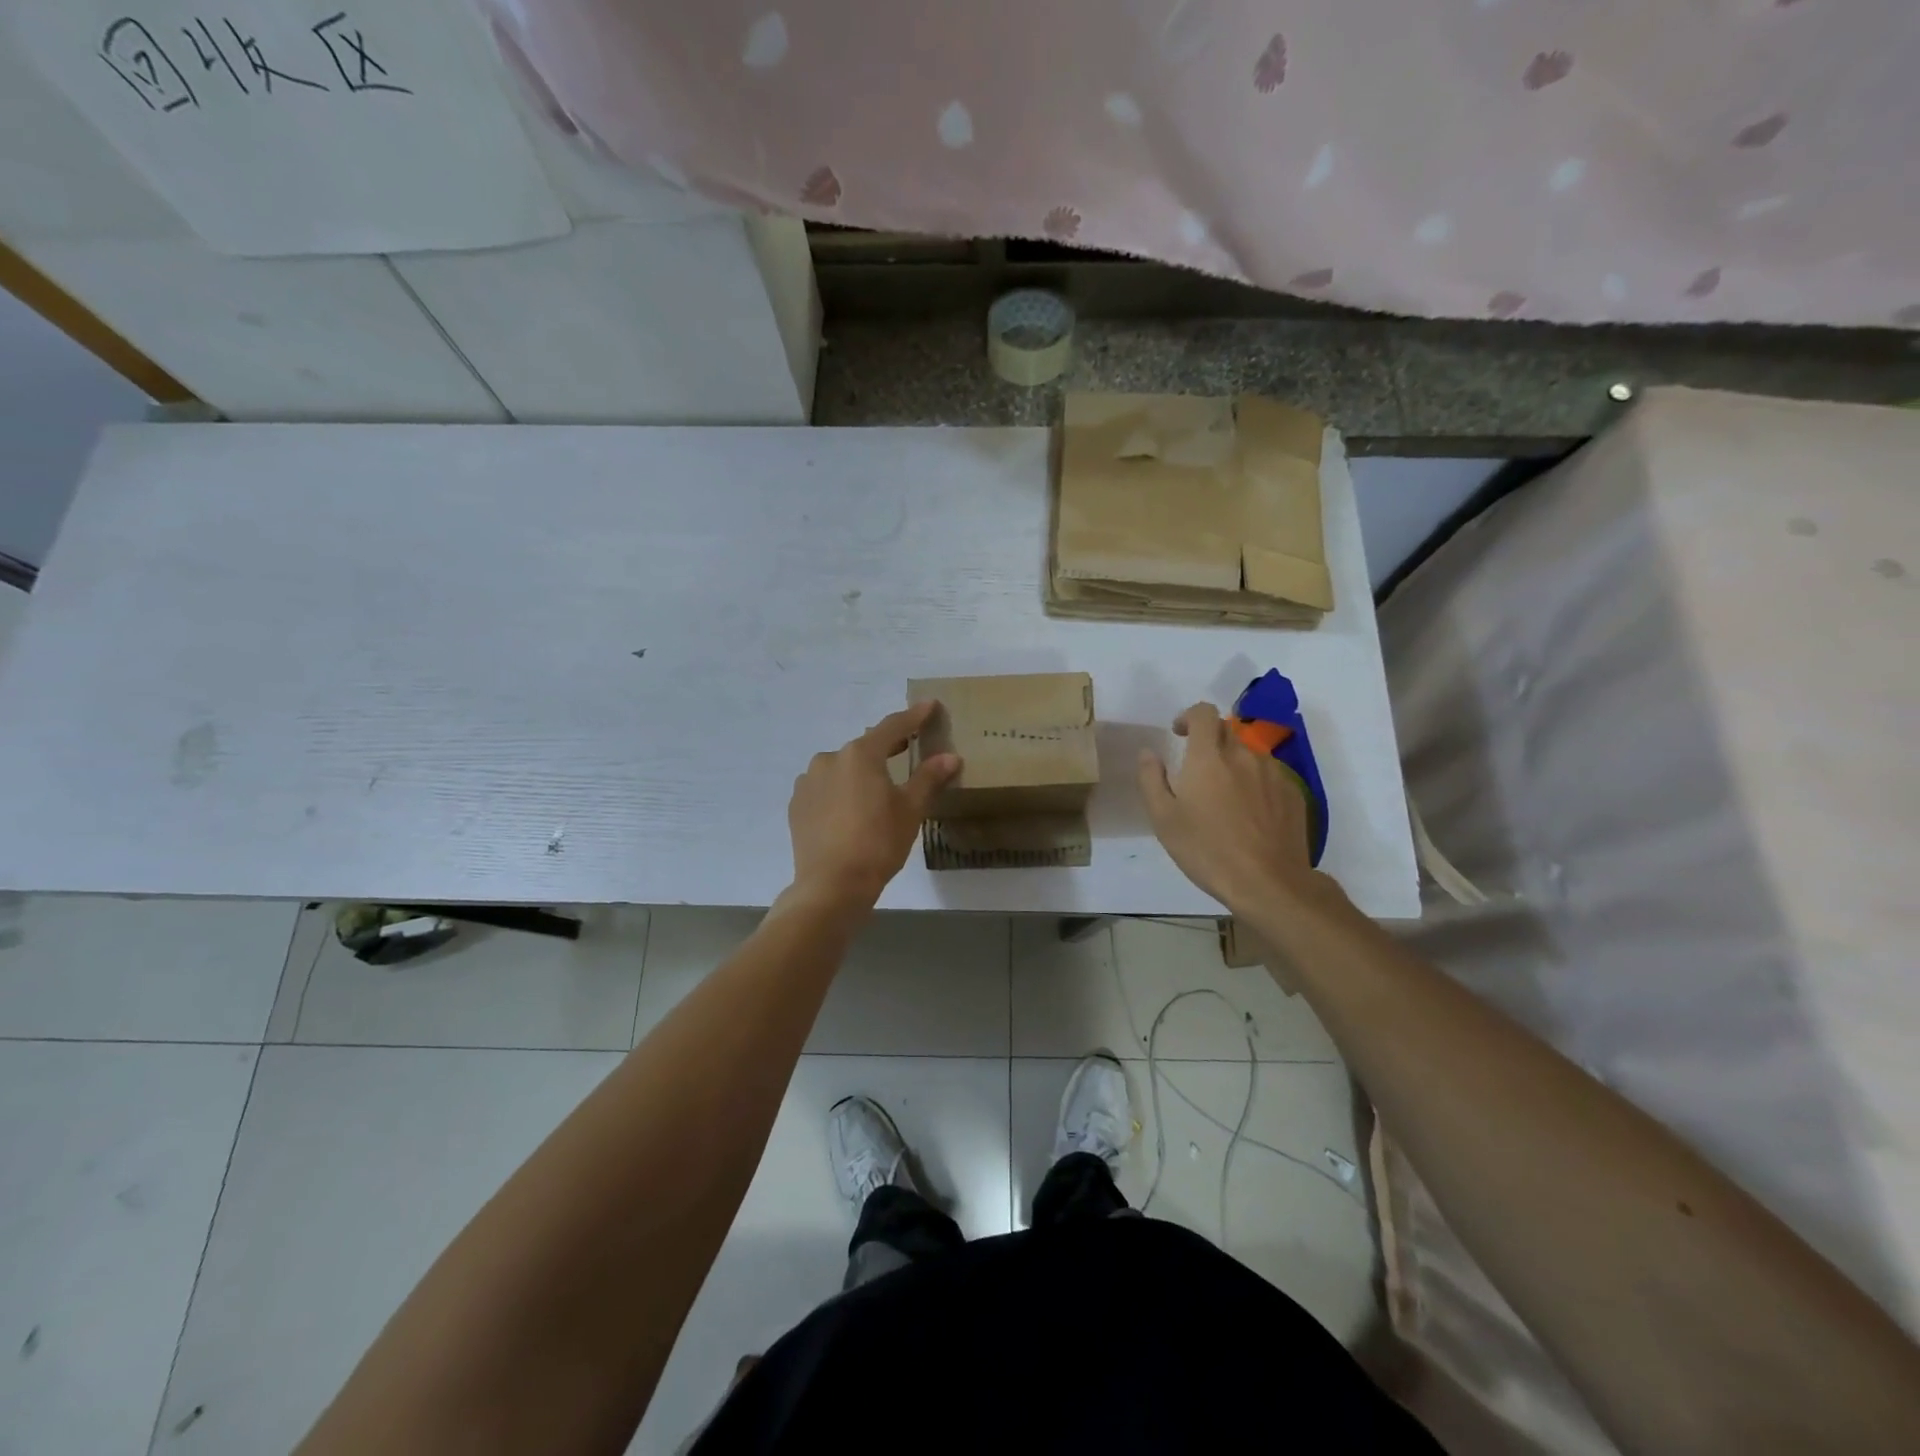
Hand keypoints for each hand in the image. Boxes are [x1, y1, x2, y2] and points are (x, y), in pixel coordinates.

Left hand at [784, 702, 960, 910]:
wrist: (832, 884)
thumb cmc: (878, 842)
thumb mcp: (910, 809)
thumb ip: (928, 778)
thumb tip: (950, 756)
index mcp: (860, 754)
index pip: (892, 727)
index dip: (913, 716)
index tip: (929, 705)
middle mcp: (830, 758)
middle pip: (864, 747)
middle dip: (887, 747)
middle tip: (907, 749)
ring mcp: (808, 781)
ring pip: (841, 768)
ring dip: (860, 772)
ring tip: (876, 789)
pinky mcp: (797, 804)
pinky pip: (825, 788)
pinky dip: (840, 791)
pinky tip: (851, 810)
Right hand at [1138, 701, 1316, 911]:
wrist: (1269, 883)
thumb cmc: (1207, 850)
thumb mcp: (1163, 819)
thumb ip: (1151, 779)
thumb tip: (1148, 753)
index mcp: (1209, 757)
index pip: (1203, 713)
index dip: (1188, 717)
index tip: (1179, 734)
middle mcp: (1244, 755)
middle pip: (1226, 731)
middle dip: (1209, 741)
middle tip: (1197, 771)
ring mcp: (1273, 773)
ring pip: (1249, 754)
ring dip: (1233, 764)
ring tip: (1224, 797)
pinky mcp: (1293, 793)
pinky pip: (1269, 775)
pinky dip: (1255, 783)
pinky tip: (1249, 814)